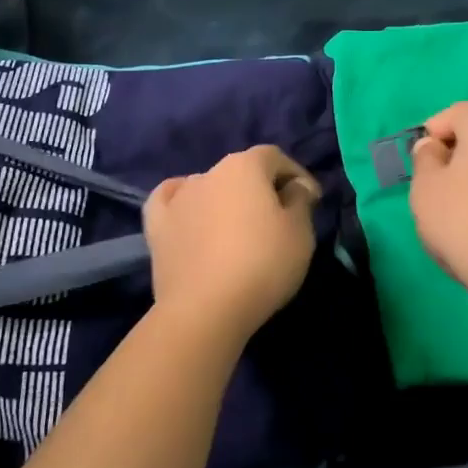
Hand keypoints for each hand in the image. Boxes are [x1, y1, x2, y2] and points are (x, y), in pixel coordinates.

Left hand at [143, 145, 321, 342]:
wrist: (205, 310)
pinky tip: (189, 213)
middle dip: (262, 188)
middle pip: (242, 171)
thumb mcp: (300, 232)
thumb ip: (300, 200)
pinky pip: (170, 202)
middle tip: (279, 218)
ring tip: (238, 228)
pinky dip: (183, 203)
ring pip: (209, 187)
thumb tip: (295, 187)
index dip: (296, 175)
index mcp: (245, 165)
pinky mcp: (157, 226)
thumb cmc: (262, 264)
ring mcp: (179, 198)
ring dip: (226, 200)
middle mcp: (209, 172)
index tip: (310, 200)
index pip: (275, 157)